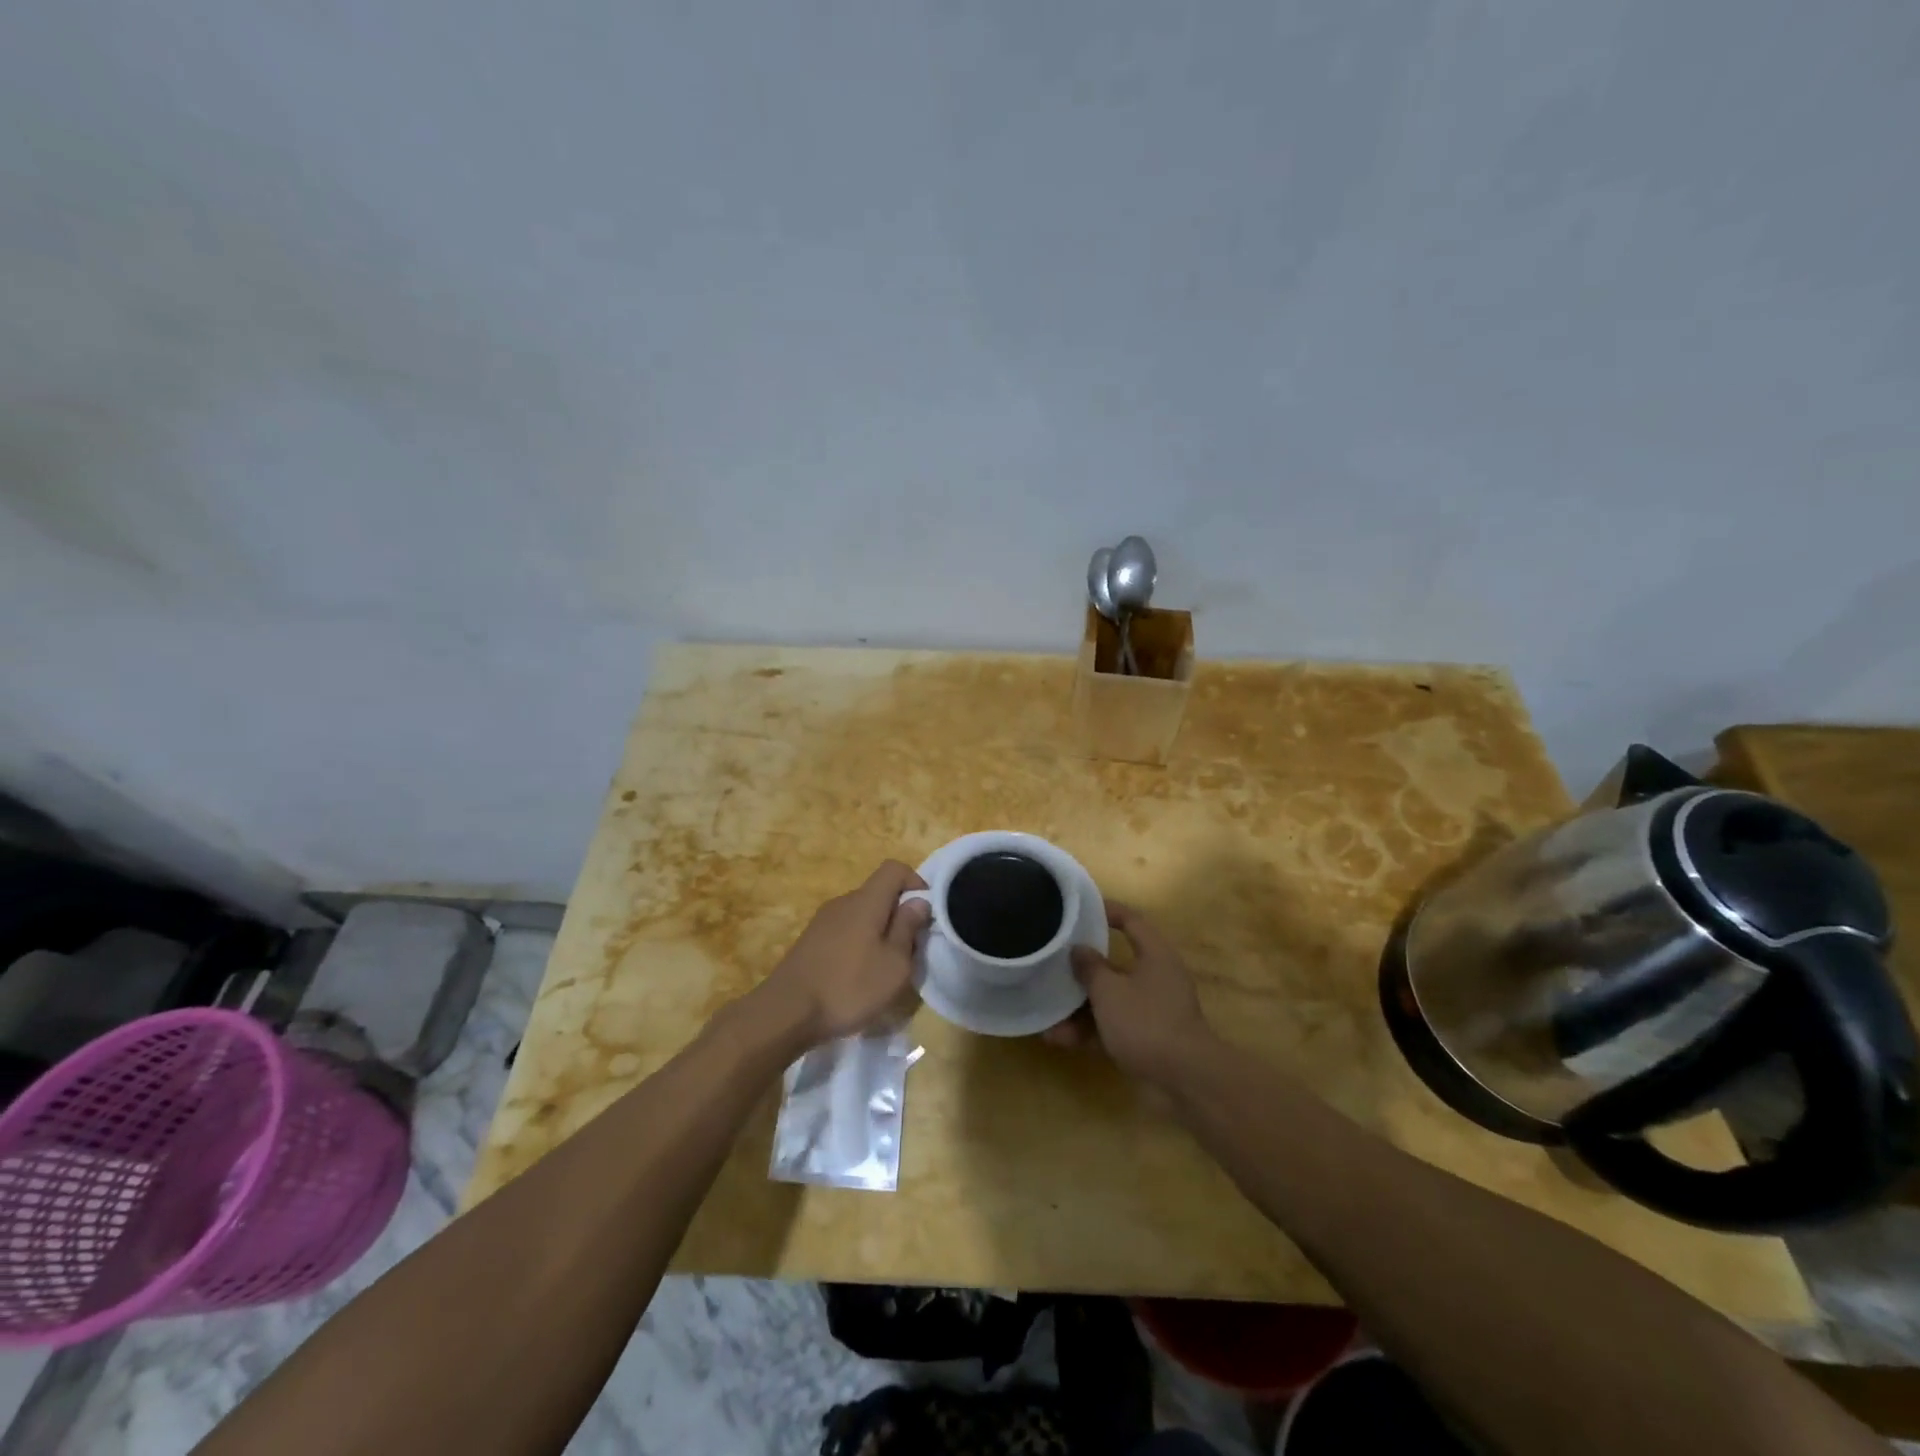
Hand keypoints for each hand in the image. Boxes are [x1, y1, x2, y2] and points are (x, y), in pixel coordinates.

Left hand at [743, 860, 929, 1049]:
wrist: (786, 1012)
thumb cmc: (849, 987)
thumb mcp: (894, 965)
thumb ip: (908, 928)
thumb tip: (918, 902)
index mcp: (866, 901)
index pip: (894, 869)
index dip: (915, 882)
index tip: (926, 913)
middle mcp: (843, 902)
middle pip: (878, 893)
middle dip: (899, 913)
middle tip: (910, 948)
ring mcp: (823, 921)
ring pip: (861, 914)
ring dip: (879, 931)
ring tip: (884, 966)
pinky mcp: (810, 941)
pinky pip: (845, 930)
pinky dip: (859, 943)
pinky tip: (857, 975)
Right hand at [1043, 902, 1213, 1082]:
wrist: (1184, 1080)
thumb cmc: (1146, 1021)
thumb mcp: (1109, 990)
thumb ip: (1090, 967)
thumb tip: (1079, 949)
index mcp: (1155, 955)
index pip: (1132, 921)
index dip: (1107, 911)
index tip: (1079, 910)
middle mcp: (1156, 978)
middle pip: (1115, 964)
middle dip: (1083, 968)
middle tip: (1054, 963)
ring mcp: (1153, 1010)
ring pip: (1110, 1000)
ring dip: (1079, 1007)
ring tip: (1046, 1012)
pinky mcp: (1147, 1039)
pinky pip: (1112, 1027)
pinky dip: (1089, 1031)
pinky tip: (1059, 1039)